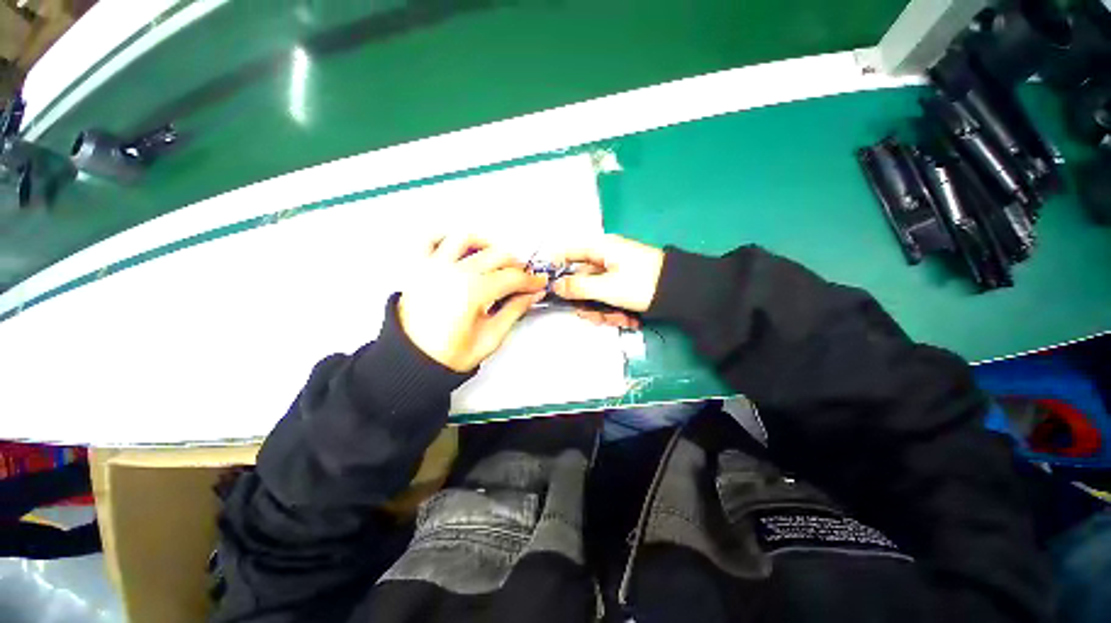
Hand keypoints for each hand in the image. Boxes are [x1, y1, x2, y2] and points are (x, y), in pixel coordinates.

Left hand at [399, 235, 547, 371]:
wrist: (412, 361)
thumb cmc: (448, 355)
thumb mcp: (490, 337)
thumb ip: (514, 311)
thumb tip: (531, 295)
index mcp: (472, 292)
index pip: (512, 277)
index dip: (531, 280)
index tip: (538, 283)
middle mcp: (453, 272)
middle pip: (496, 255)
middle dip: (516, 265)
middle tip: (522, 279)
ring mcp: (434, 266)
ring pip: (466, 238)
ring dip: (487, 245)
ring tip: (495, 260)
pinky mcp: (419, 267)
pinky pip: (431, 239)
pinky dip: (448, 237)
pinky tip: (461, 248)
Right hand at [551, 235, 664, 325]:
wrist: (682, 293)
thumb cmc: (641, 284)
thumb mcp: (606, 288)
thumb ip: (577, 288)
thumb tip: (555, 286)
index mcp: (599, 249)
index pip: (567, 253)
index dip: (556, 271)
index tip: (552, 291)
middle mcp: (605, 258)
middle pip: (581, 280)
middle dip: (588, 302)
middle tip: (594, 317)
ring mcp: (616, 271)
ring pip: (596, 293)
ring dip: (603, 311)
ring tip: (619, 320)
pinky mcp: (625, 284)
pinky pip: (610, 297)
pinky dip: (616, 310)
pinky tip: (628, 319)